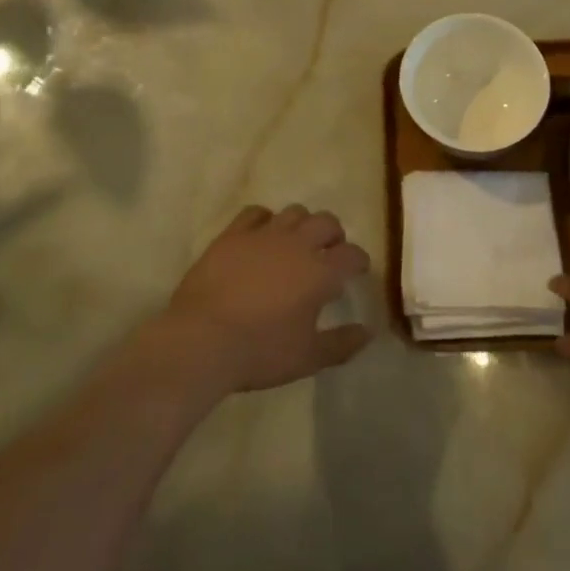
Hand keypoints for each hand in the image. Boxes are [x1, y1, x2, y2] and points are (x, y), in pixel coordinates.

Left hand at [158, 204, 372, 394]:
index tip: (358, 270)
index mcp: (320, 272)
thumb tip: (367, 332)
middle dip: (334, 235)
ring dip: (303, 224)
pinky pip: (256, 212)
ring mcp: (264, 234)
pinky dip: (266, 219)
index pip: (352, 254)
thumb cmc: (260, 352)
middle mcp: (297, 244)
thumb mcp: (307, 358)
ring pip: (294, 212)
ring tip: (297, 242)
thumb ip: (341, 344)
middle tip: (329, 253)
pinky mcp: (234, 234)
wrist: (202, 339)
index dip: (359, 260)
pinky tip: (263, 234)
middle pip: (326, 222)